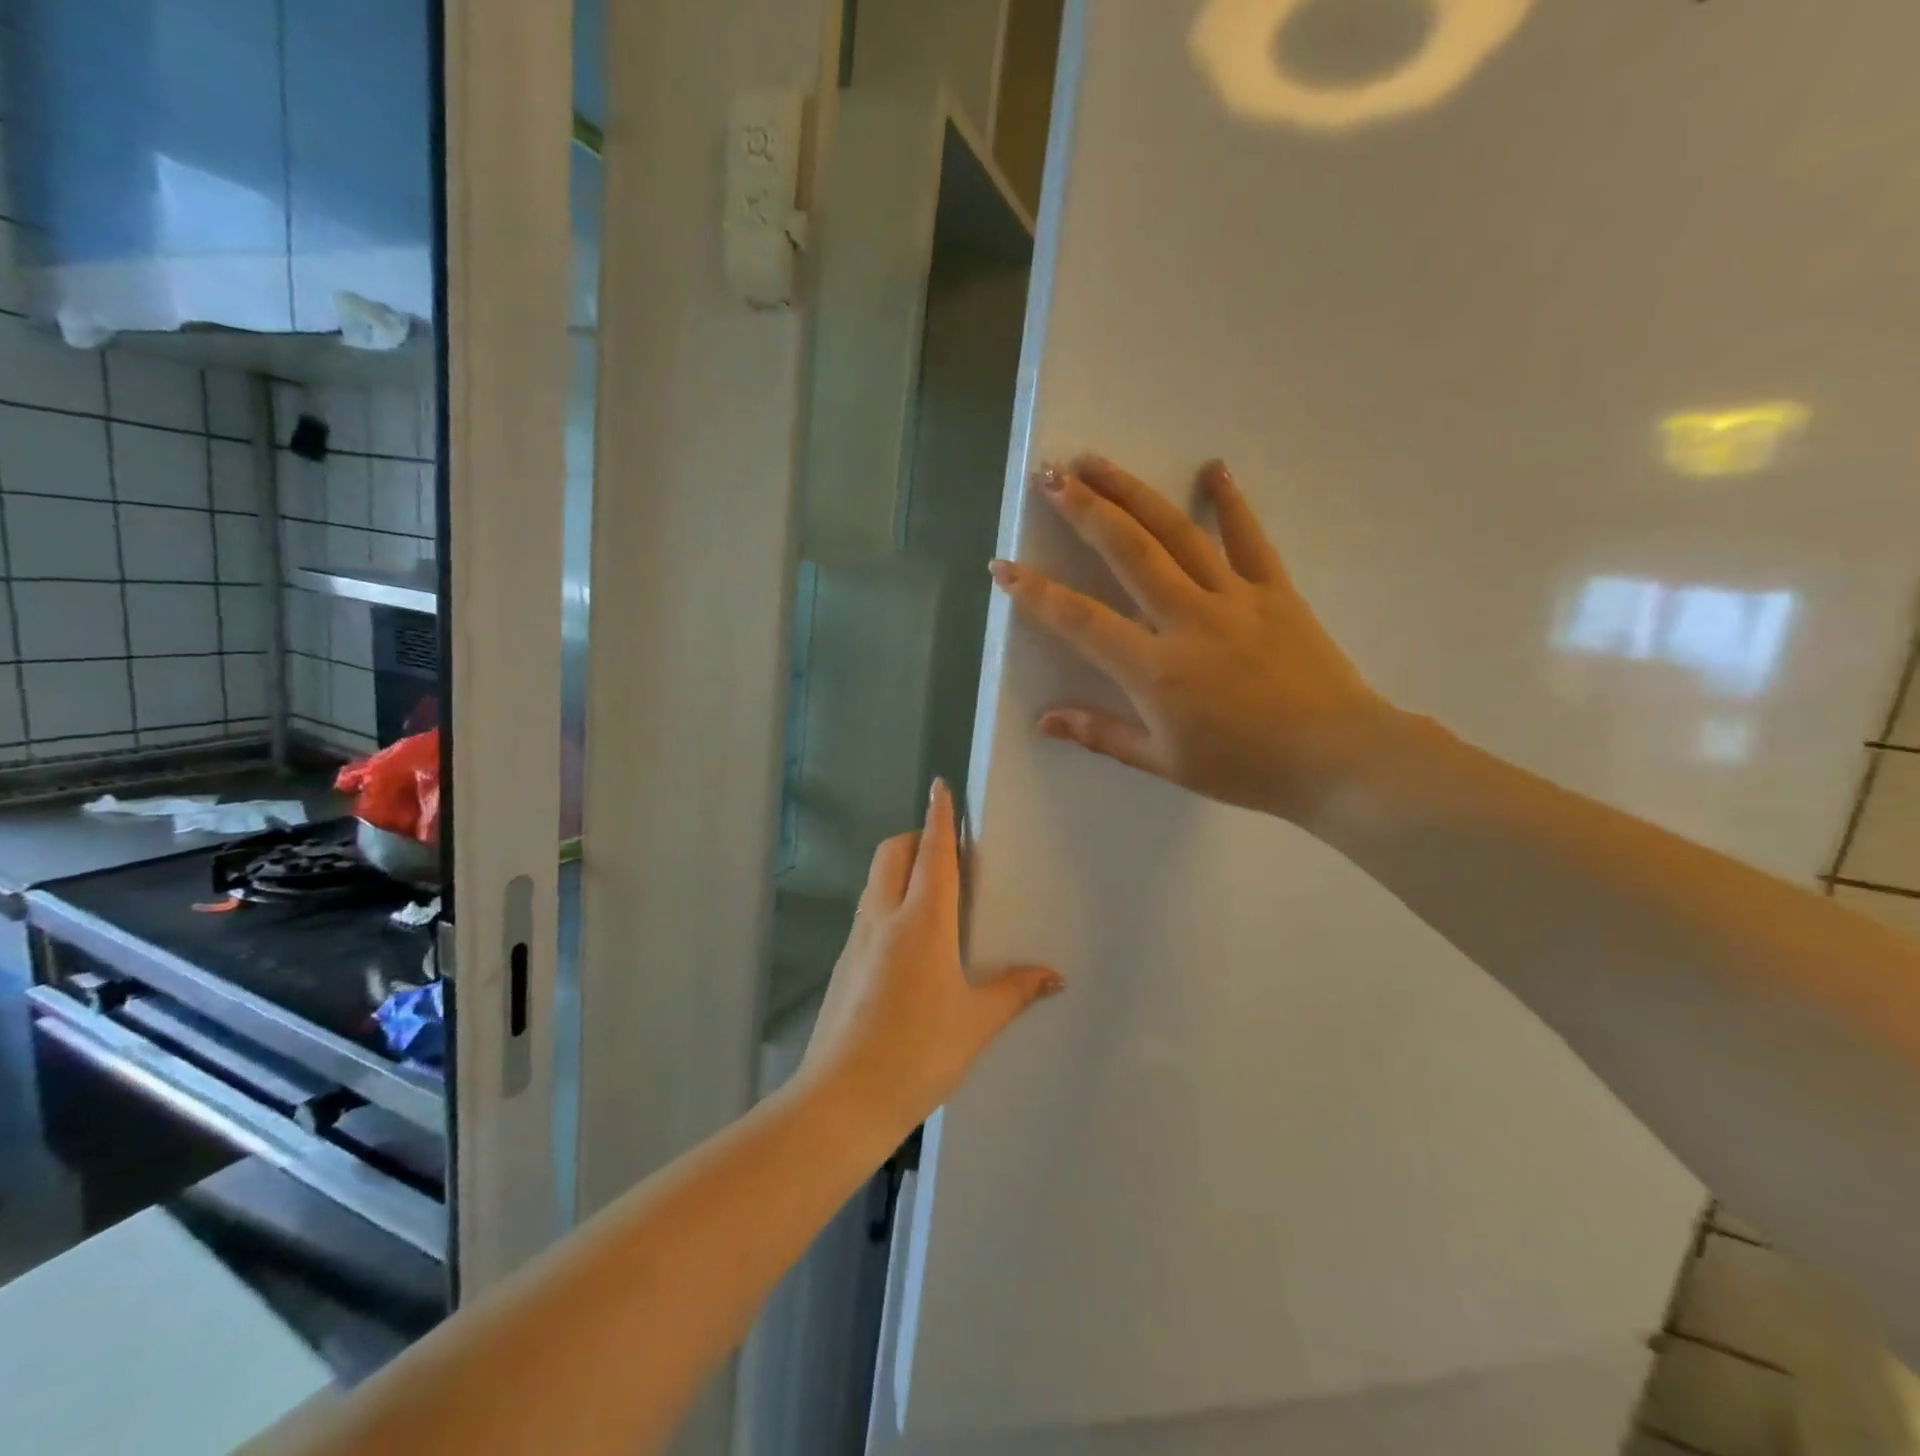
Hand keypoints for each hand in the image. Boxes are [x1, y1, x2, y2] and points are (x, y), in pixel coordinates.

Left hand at [800, 780, 1064, 1134]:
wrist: (841, 1101)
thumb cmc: (918, 1053)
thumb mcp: (976, 1023)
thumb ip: (1015, 991)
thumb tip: (1054, 976)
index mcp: (922, 921)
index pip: (932, 852)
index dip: (939, 816)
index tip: (940, 785)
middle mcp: (884, 918)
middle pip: (892, 854)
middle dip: (915, 838)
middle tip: (946, 853)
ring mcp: (857, 940)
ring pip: (876, 882)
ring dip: (899, 871)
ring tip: (933, 897)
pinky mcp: (843, 965)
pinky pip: (868, 914)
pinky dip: (888, 904)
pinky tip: (909, 945)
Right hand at [989, 455, 1390, 822]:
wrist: (1336, 757)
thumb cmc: (1244, 767)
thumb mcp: (1165, 762)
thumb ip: (1102, 734)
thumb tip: (1045, 722)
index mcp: (1155, 669)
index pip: (1080, 620)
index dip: (1036, 593)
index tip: (1003, 566)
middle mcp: (1187, 619)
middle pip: (1126, 551)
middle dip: (1083, 510)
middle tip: (1049, 476)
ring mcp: (1234, 598)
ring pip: (1175, 533)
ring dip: (1132, 493)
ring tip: (1097, 462)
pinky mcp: (1274, 591)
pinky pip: (1248, 538)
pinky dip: (1229, 502)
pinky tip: (1213, 469)